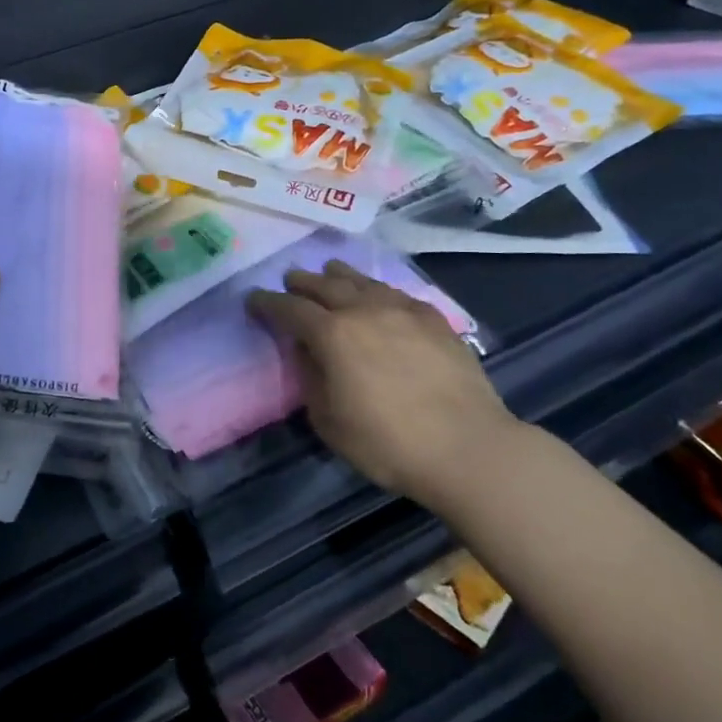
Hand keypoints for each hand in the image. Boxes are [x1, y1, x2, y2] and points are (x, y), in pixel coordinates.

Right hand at [246, 259, 521, 507]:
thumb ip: (311, 378)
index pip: (288, 308)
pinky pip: (395, 292)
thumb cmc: (388, 443)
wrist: (468, 448)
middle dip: (301, 282)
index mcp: (332, 334)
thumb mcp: (328, 421)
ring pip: (361, 280)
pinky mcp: (433, 318)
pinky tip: (377, 295)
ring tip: (328, 272)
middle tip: (289, 282)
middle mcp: (363, 310)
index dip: (266, 303)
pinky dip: (375, 289)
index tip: (252, 300)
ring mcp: (402, 310)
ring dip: (338, 275)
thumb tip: (309, 353)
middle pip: (324, 284)